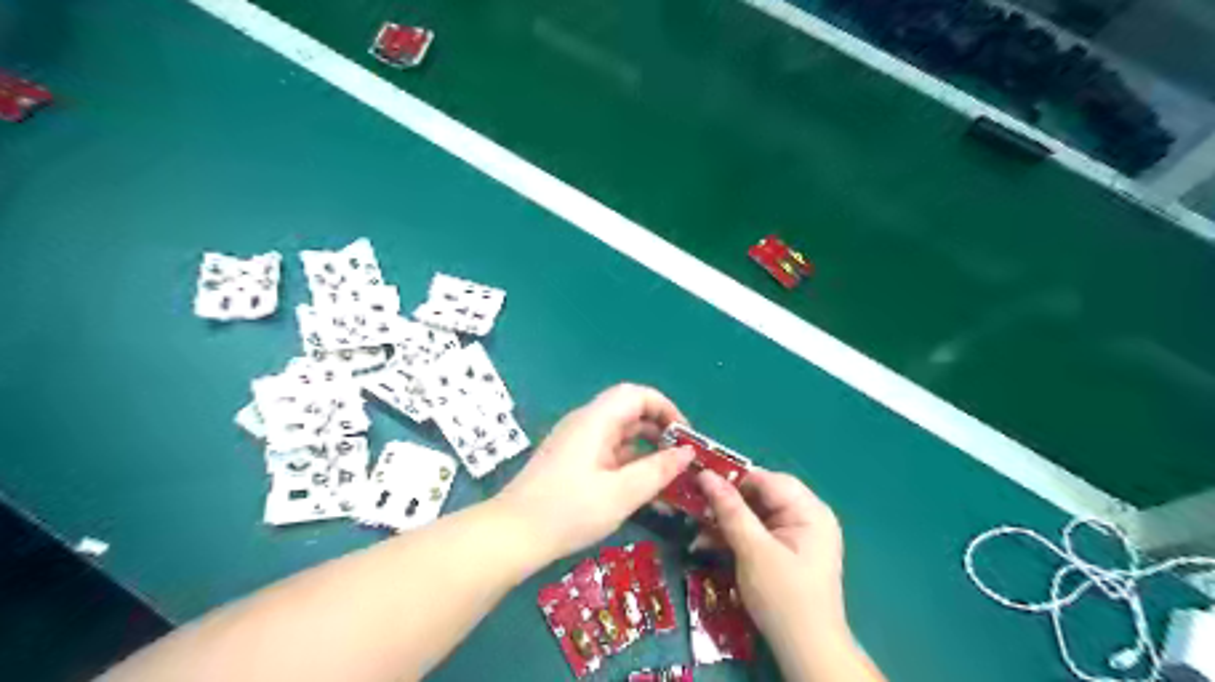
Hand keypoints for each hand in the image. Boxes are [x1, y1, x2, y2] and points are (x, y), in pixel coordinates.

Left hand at [493, 383, 693, 563]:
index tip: (685, 436)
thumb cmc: (568, 511)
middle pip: (628, 410)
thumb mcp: (621, 494)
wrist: (512, 534)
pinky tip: (641, 486)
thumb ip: (657, 471)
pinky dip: (629, 460)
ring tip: (668, 473)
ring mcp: (576, 441)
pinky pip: (607, 449)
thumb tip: (687, 453)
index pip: (637, 395)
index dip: (666, 408)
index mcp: (596, 420)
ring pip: (619, 432)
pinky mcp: (571, 459)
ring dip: (645, 447)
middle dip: (659, 428)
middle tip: (681, 456)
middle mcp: (585, 423)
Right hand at [699, 468, 848, 644]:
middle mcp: (807, 516)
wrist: (806, 654)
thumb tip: (705, 474)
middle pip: (760, 495)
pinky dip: (735, 536)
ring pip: (755, 514)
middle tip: (694, 505)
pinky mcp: (786, 552)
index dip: (732, 478)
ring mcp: (797, 535)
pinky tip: (708, 543)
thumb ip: (730, 510)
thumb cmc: (784, 598)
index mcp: (809, 510)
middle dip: (726, 502)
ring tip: (696, 526)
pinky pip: (757, 532)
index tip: (698, 483)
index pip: (766, 479)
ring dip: (726, 521)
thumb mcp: (753, 551)